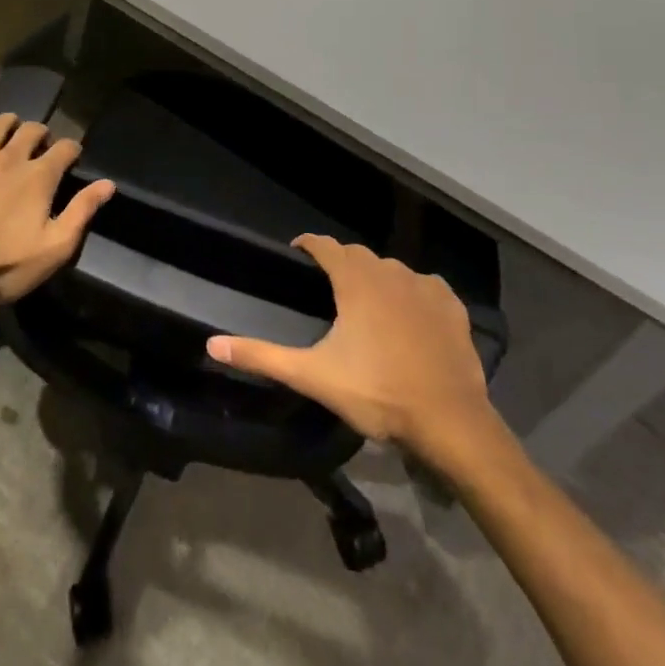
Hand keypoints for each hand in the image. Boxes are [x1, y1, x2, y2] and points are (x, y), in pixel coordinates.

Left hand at [0, 103, 114, 310]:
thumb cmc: (5, 264)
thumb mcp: (55, 247)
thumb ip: (82, 211)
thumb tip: (108, 184)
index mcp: (39, 176)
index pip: (65, 148)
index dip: (72, 149)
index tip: (73, 156)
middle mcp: (11, 157)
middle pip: (32, 130)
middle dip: (42, 133)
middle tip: (42, 146)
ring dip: (8, 122)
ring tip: (12, 128)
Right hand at [206, 234, 505, 469]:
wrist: (449, 420)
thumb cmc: (377, 392)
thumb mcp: (313, 376)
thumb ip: (262, 356)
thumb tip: (212, 344)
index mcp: (355, 281)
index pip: (325, 246)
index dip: (309, 245)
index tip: (298, 252)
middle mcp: (389, 272)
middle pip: (359, 256)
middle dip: (341, 263)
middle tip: (329, 285)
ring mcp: (424, 286)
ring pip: (393, 269)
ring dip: (377, 278)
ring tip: (367, 302)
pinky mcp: (452, 306)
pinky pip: (426, 286)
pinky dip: (413, 293)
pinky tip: (411, 314)